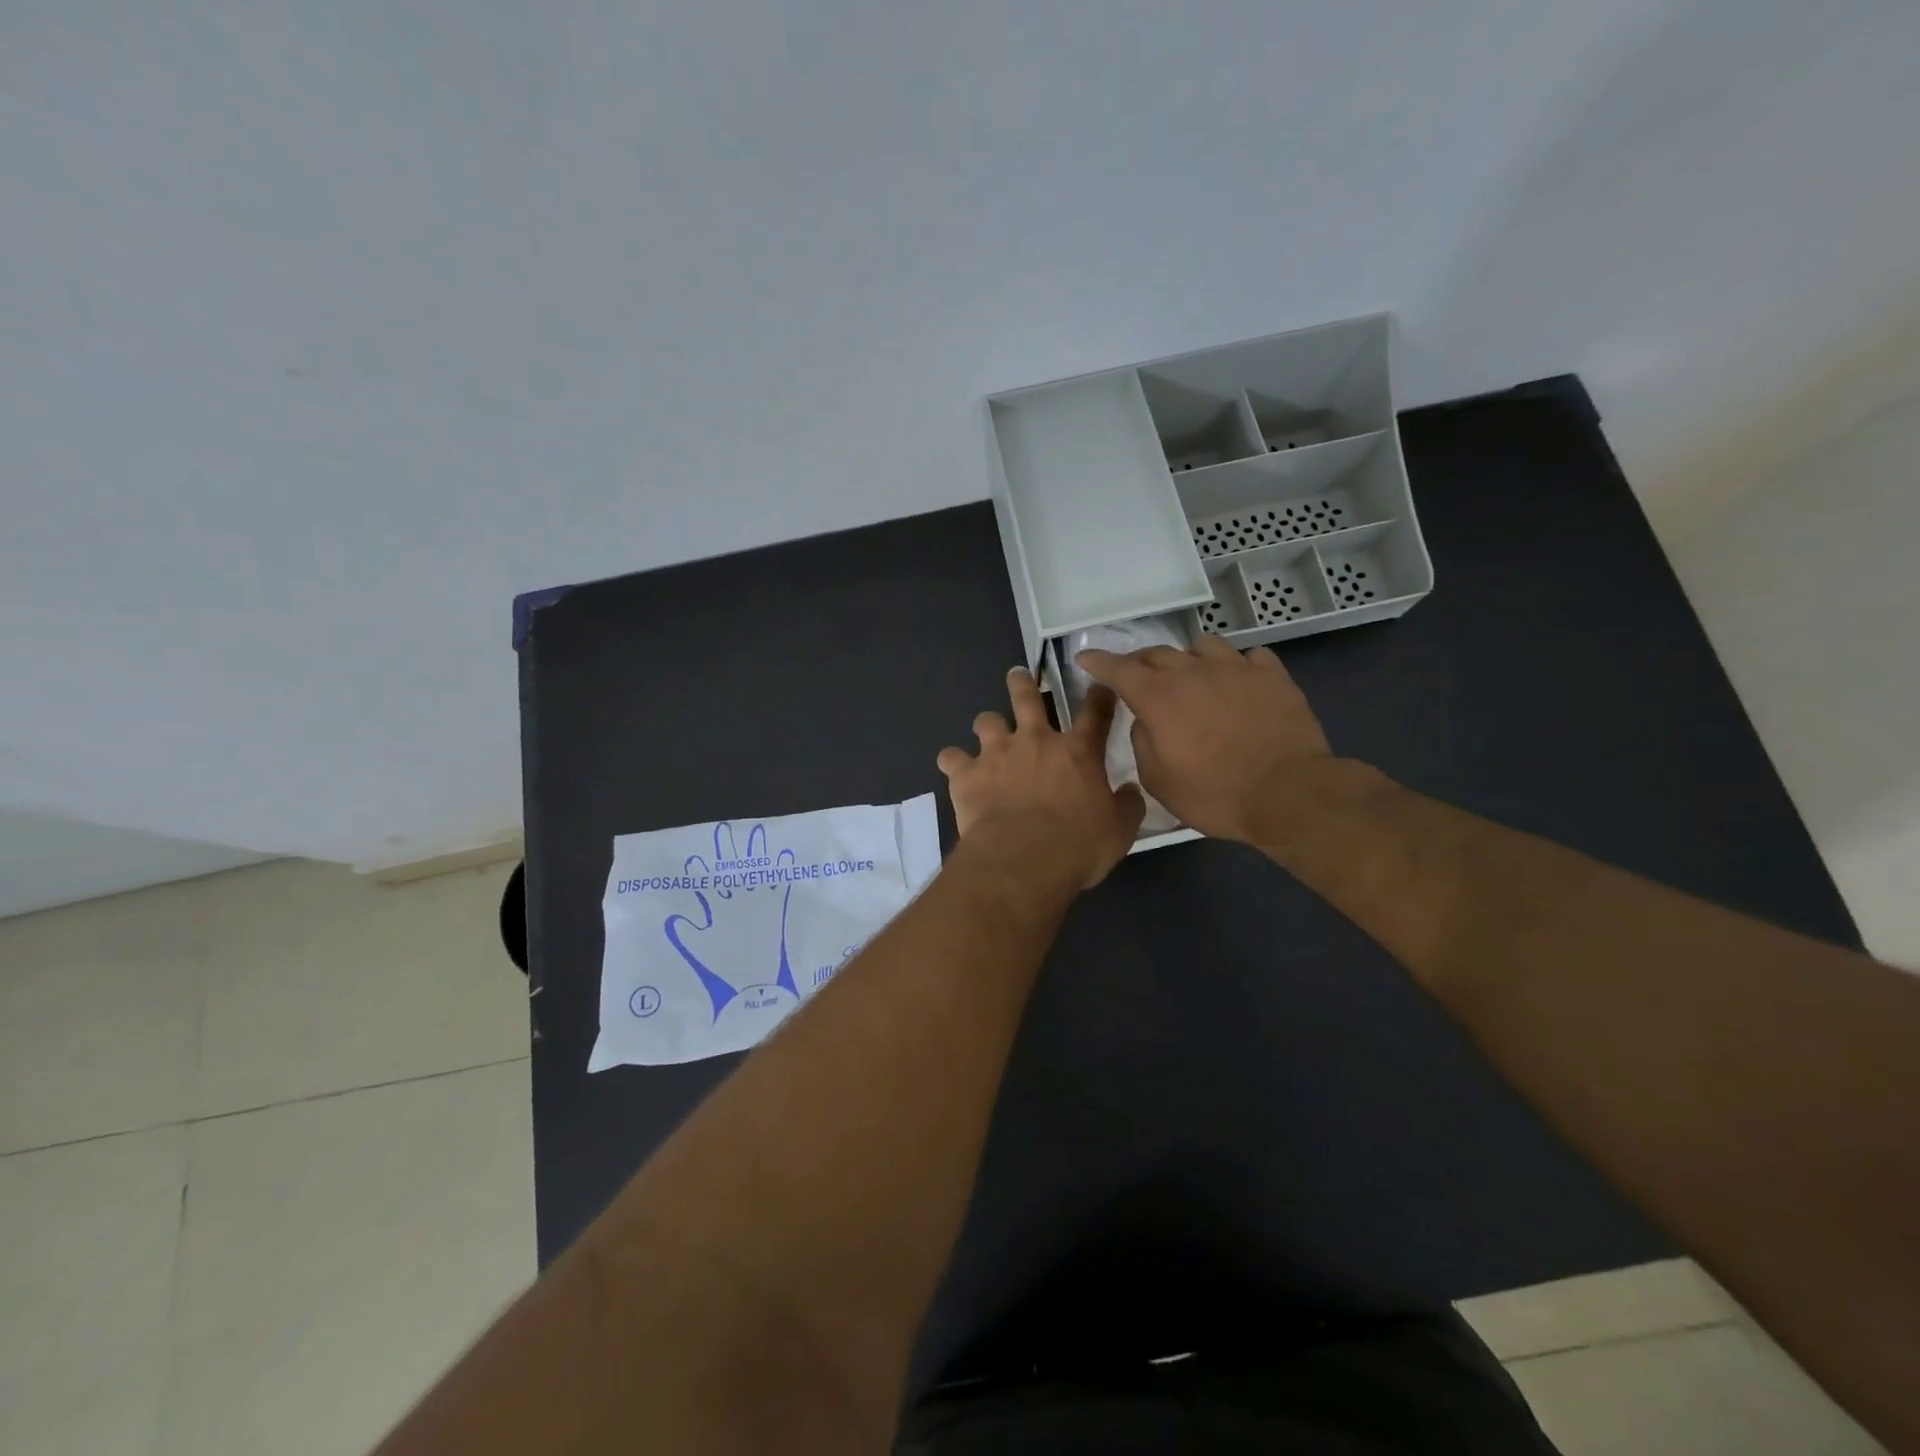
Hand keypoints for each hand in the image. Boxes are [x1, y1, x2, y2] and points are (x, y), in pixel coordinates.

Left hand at [936, 667, 1145, 888]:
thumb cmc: (1078, 846)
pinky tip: (954, 768)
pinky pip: (951, 757)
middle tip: (1018, 675)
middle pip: (1027, 697)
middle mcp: (1035, 741)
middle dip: (1022, 683)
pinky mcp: (967, 774)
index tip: (1099, 685)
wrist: (1024, 858)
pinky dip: (953, 761)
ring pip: (986, 721)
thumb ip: (1127, 806)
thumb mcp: (1119, 831)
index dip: (1099, 695)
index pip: (1095, 712)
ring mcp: (997, 754)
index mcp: (1078, 752)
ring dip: (987, 724)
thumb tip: (1131, 792)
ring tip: (986, 729)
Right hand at [1074, 635, 1332, 844]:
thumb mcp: (1159, 781)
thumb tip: (1145, 721)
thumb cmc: (1216, 794)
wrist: (1289, 794)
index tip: (1085, 658)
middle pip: (1157, 653)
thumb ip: (1142, 743)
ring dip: (1189, 659)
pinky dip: (1236, 667)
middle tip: (1137, 678)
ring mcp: (1236, 668)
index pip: (1118, 669)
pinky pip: (1249, 657)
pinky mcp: (1272, 676)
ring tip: (1193, 677)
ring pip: (1203, 646)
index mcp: (1159, 697)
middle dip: (1140, 662)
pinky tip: (1239, 684)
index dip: (1098, 661)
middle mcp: (1193, 672)